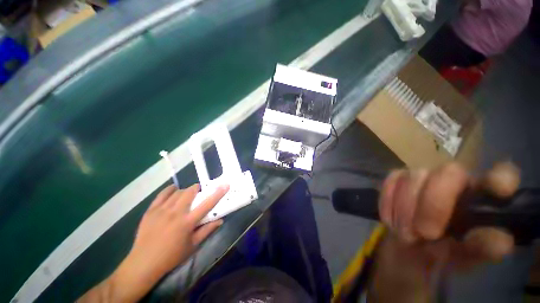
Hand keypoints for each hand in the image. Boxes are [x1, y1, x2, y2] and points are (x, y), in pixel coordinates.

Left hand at [80, 184, 227, 301]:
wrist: (143, 263)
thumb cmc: (172, 256)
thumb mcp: (193, 245)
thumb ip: (207, 230)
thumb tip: (220, 220)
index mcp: (187, 223)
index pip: (207, 204)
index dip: (218, 193)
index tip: (225, 185)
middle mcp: (175, 213)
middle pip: (189, 192)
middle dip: (196, 189)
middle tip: (198, 193)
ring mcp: (161, 210)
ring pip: (177, 192)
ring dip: (184, 191)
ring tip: (185, 196)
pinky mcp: (151, 211)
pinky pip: (162, 194)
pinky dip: (170, 190)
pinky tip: (173, 191)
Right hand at [370, 162, 519, 302]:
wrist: (409, 243)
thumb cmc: (444, 251)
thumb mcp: (464, 256)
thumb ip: (481, 248)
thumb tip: (501, 242)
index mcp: (482, 195)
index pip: (501, 174)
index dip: (501, 177)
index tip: (499, 192)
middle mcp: (456, 178)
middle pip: (448, 173)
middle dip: (433, 205)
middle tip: (425, 234)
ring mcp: (424, 174)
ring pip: (413, 178)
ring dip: (406, 211)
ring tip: (406, 234)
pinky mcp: (398, 176)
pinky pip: (390, 182)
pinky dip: (388, 203)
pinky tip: (391, 220)